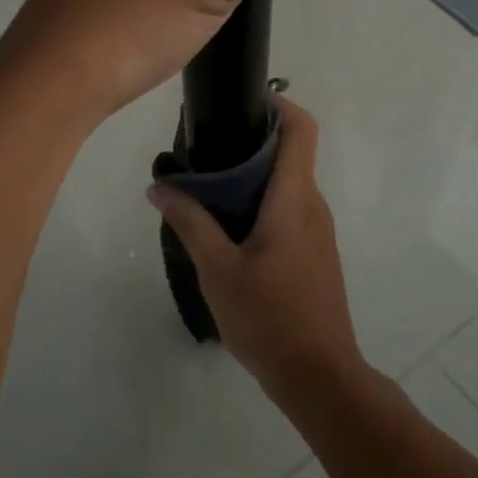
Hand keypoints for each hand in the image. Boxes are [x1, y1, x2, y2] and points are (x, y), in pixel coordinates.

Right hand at [148, 99, 364, 406]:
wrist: (317, 375)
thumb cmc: (268, 317)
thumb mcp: (217, 269)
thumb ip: (189, 222)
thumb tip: (158, 187)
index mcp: (294, 199)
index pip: (302, 129)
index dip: (279, 104)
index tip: (242, 102)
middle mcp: (313, 205)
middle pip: (291, 152)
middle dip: (252, 140)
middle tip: (206, 148)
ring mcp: (319, 231)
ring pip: (289, 183)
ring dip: (255, 175)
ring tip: (209, 187)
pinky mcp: (316, 253)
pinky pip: (291, 209)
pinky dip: (263, 202)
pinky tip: (230, 227)